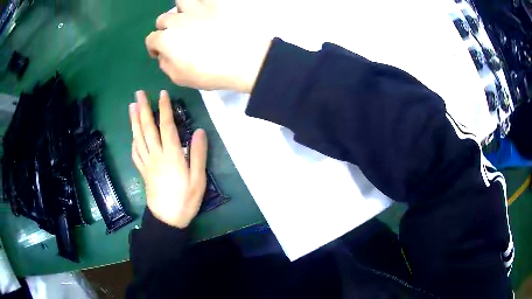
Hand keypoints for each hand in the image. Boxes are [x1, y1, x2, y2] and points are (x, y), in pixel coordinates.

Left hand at [129, 90, 207, 228]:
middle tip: (138, 94)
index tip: (162, 94)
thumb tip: (199, 131)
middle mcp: (156, 155)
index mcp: (171, 156)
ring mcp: (147, 163)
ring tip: (131, 106)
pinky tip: (132, 134)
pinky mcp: (143, 171)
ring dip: (134, 121)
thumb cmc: (186, 199)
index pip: (166, 127)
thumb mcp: (198, 179)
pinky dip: (133, 140)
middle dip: (143, 109)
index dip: (164, 109)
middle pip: (147, 128)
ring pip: (138, 138)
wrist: (168, 219)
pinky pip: (135, 152)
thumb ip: (198, 154)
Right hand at [145, 0, 271, 92]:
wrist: (245, 59)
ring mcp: (197, 9)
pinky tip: (206, 10)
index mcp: (166, 40)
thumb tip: (163, 56)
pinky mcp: (216, 4)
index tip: (159, 53)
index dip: (153, 47)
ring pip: (181, 1)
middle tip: (176, 37)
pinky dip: (201, 3)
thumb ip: (166, 65)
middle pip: (163, 19)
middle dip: (165, 29)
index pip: (151, 39)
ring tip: (189, 17)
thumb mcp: (181, 78)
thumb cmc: (211, 73)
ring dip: (181, 10)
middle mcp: (177, 20)